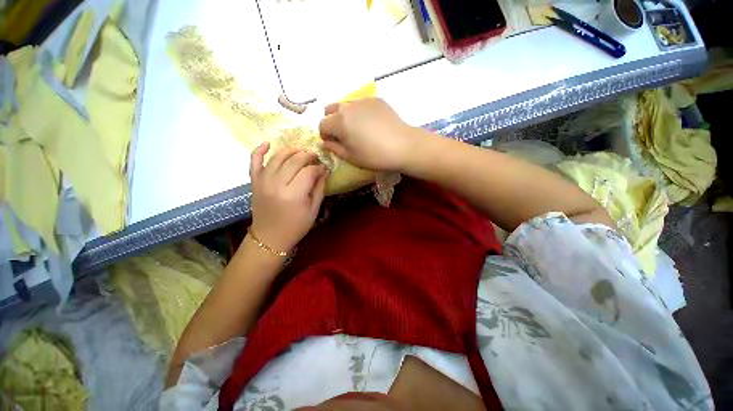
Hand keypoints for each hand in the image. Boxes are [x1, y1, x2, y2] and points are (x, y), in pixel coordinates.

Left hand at [249, 143, 327, 253]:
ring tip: (300, 150)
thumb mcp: (313, 210)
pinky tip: (268, 143)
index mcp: (294, 194)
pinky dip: (259, 150)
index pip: (308, 171)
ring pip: (277, 157)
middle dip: (307, 155)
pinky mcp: (254, 182)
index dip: (318, 167)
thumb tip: (324, 172)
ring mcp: (263, 181)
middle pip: (294, 161)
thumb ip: (319, 188)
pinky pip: (254, 162)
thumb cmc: (296, 226)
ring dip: (290, 150)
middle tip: (315, 156)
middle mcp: (277, 184)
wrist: (270, 238)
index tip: (324, 168)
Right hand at [318, 98, 417, 171]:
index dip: (325, 135)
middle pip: (330, 110)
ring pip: (346, 105)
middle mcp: (347, 106)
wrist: (402, 146)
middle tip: (343, 135)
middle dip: (332, 122)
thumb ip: (334, 148)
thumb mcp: (350, 157)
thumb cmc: (374, 156)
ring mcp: (362, 100)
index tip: (333, 143)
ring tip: (358, 129)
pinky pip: (361, 104)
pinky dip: (360, 112)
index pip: (322, 125)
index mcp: (338, 122)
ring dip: (345, 116)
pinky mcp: (376, 100)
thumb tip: (326, 142)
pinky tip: (371, 124)